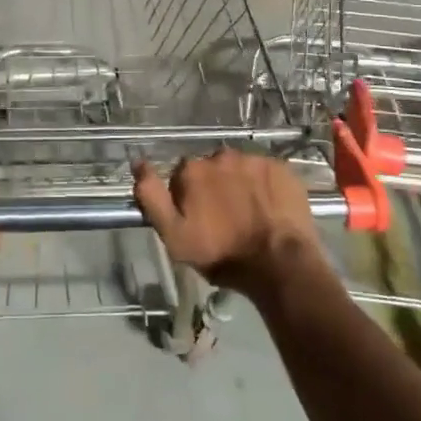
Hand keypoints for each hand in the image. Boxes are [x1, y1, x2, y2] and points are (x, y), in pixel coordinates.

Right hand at [133, 150, 326, 294]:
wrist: (279, 264)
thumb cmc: (222, 254)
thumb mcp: (174, 235)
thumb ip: (151, 197)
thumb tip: (137, 163)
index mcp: (192, 170)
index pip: (182, 176)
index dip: (188, 196)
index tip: (198, 218)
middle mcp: (221, 156)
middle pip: (212, 169)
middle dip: (215, 187)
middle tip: (226, 217)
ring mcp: (254, 160)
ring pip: (240, 169)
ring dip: (240, 184)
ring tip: (251, 214)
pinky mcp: (282, 168)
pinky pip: (267, 173)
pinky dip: (266, 186)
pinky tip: (271, 209)